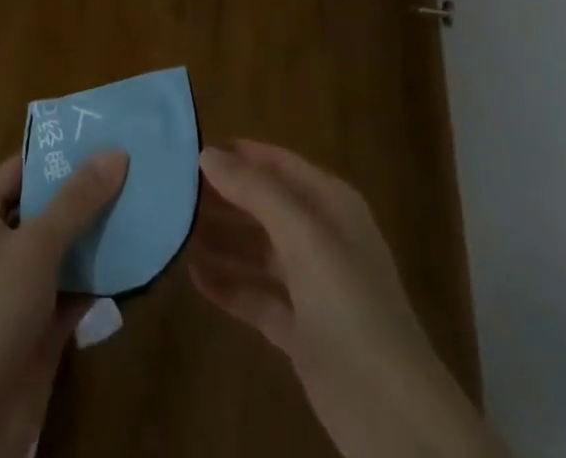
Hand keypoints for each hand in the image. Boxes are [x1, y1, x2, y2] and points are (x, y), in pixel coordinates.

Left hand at [0, 150, 128, 457]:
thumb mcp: (35, 246)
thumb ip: (77, 199)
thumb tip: (116, 153)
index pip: (21, 168)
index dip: (60, 152)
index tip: (105, 135)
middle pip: (44, 207)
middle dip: (86, 192)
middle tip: (133, 167)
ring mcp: (14, 288)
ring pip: (61, 248)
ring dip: (97, 233)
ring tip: (143, 203)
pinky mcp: (36, 325)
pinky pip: (71, 287)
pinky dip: (99, 275)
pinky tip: (136, 257)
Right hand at [190, 141, 495, 457]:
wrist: (393, 416)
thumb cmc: (350, 305)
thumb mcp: (303, 236)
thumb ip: (255, 191)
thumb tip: (208, 153)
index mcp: (331, 204)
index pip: (278, 164)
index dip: (239, 154)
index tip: (190, 149)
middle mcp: (322, 237)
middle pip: (265, 205)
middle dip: (224, 197)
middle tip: (173, 191)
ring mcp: (312, 286)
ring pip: (258, 251)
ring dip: (222, 240)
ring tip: (175, 230)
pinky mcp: (301, 331)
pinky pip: (258, 296)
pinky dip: (229, 285)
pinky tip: (194, 276)